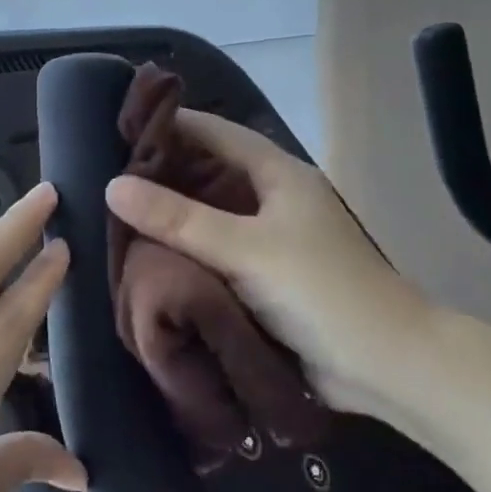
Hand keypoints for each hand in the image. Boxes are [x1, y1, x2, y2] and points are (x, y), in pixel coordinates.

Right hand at [105, 113, 425, 417]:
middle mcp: (275, 199)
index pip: (215, 132)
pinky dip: (187, 250)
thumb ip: (179, 219)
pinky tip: (151, 255)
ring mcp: (273, 240)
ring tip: (116, 213)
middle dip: (164, 173)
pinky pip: (218, 252)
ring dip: (173, 215)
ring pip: (212, 215)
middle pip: (211, 172)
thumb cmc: (320, 291)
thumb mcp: (246, 249)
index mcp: (279, 175)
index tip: (117, 128)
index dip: (170, 125)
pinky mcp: (268, 277)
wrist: (384, 365)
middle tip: (106, 175)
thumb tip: (112, 186)